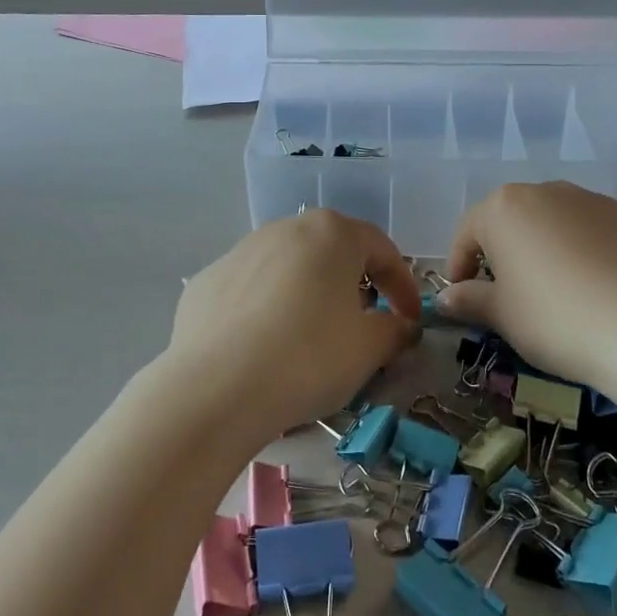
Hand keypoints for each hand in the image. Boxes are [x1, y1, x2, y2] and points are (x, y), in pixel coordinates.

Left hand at [164, 209, 421, 445]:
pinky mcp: (207, 280)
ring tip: (309, 339)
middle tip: (360, 326)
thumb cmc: (308, 357)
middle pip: (331, 253)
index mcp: (332, 233)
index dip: (402, 287)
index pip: (382, 250)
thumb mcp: (368, 349)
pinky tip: (263, 349)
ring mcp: (241, 251)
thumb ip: (394, 330)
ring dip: (307, 296)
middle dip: (352, 286)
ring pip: (288, 269)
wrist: (216, 387)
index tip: (409, 321)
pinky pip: (250, 291)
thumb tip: (400, 326)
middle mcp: (285, 228)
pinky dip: (265, 311)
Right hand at [437, 181, 616, 390]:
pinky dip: (599, 253)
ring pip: (563, 222)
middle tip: (512, 293)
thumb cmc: (554, 318)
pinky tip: (608, 290)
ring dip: (554, 248)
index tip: (463, 293)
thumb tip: (447, 297)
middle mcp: (550, 191)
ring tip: (564, 292)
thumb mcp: (502, 316)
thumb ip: (470, 300)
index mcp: (505, 208)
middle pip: (517, 219)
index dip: (460, 262)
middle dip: (509, 250)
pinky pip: (607, 234)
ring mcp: (599, 201)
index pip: (469, 230)